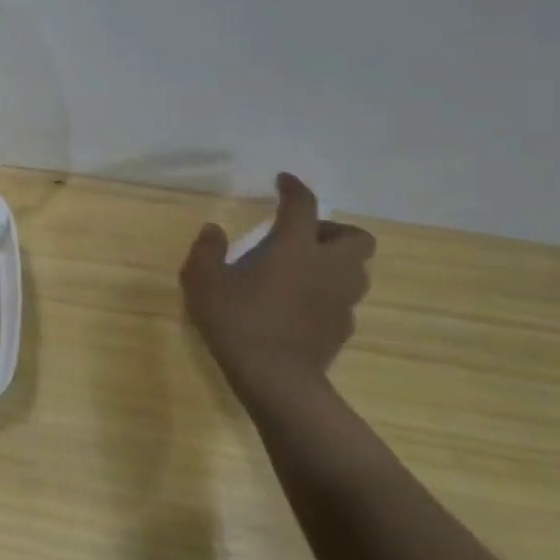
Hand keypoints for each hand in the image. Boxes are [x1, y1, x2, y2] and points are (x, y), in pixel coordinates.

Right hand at [181, 173, 376, 391]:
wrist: (275, 378)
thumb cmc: (236, 321)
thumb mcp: (203, 281)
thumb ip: (207, 250)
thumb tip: (215, 230)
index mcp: (295, 248)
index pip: (303, 205)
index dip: (294, 188)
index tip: (283, 181)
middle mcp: (328, 267)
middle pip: (355, 237)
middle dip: (333, 231)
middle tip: (302, 238)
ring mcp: (341, 299)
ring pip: (356, 269)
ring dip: (335, 262)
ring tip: (303, 270)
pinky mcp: (343, 327)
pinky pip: (344, 299)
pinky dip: (328, 293)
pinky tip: (301, 304)